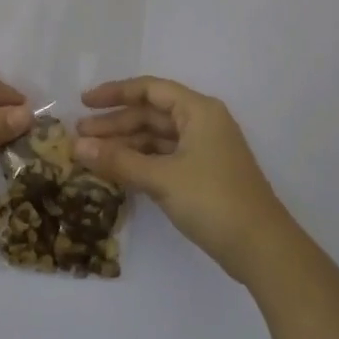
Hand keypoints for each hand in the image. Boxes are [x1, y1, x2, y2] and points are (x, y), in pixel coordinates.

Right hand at [75, 77, 296, 284]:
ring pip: (156, 137)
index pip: (150, 89)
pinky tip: (116, 171)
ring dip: (125, 144)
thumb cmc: (213, 200)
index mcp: (198, 111)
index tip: (84, 103)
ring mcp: (204, 150)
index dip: (115, 93)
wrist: (262, 249)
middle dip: (115, 123)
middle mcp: (202, 123)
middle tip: (79, 135)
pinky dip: (140, 161)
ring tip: (91, 154)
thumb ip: (118, 160)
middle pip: (151, 114)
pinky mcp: (203, 174)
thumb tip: (76, 146)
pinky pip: (164, 157)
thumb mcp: (161, 178)